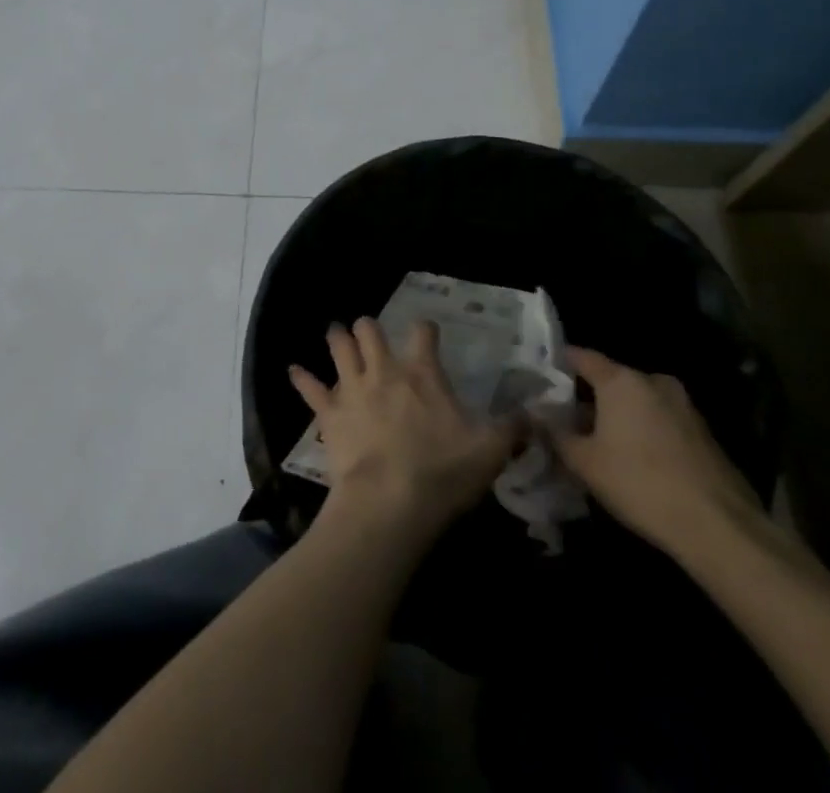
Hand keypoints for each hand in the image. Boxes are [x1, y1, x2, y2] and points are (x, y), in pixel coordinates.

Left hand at [289, 319, 521, 545]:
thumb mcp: (489, 452)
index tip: (427, 329)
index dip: (426, 328)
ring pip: (339, 348)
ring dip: (337, 339)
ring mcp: (351, 388)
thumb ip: (512, 430)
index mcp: (421, 373)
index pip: (423, 333)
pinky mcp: (329, 412)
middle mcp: (383, 370)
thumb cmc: (441, 472)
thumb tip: (535, 415)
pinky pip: (310, 389)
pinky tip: (293, 370)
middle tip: (369, 330)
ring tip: (336, 333)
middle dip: (368, 327)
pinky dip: (301, 378)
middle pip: (369, 330)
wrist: (389, 502)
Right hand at [551, 346, 763, 557]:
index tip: (542, 371)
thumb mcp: (584, 461)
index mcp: (621, 380)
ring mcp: (685, 407)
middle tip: (569, 416)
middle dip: (591, 395)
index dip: (559, 361)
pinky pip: (663, 421)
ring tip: (602, 440)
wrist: (719, 528)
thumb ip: (554, 432)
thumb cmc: (639, 483)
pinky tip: (637, 459)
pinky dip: (646, 431)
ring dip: (620, 415)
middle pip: (613, 379)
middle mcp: (654, 382)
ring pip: (640, 401)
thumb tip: (533, 412)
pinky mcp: (705, 434)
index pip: (582, 356)